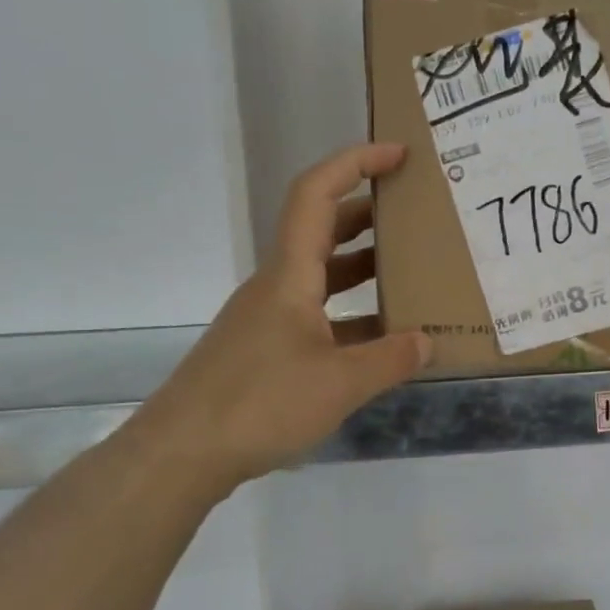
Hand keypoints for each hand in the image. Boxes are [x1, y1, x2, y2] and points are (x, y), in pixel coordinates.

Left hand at [124, 142, 431, 498]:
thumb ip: (391, 359)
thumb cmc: (260, 403)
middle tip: (415, 213)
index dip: (354, 163)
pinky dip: (350, 313)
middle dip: (368, 212)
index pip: (316, 194)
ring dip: (362, 265)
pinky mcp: (265, 350)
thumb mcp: (340, 384)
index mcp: (290, 275)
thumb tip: (428, 342)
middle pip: (321, 229)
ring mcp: (268, 319)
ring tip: (410, 272)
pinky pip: (317, 314)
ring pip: (321, 275)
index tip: (398, 156)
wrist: (181, 454)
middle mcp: (277, 285)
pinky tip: (380, 337)